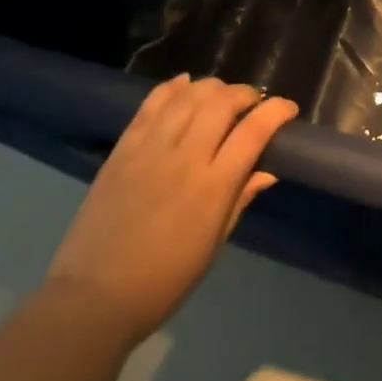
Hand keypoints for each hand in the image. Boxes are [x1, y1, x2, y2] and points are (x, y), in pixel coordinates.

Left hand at [46, 75, 297, 345]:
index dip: (276, 111)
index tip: (287, 109)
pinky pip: (151, 104)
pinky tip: (185, 83)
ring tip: (221, 95)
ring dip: (212, 87)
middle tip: (253, 102)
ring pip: (188, 96)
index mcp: (213, 188)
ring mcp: (150, 149)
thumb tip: (267, 171)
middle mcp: (184, 158)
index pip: (254, 131)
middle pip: (221, 103)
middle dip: (245, 94)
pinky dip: (172, 87)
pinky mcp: (123, 149)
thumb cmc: (165, 280)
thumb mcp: (214, 245)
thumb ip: (240, 199)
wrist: (94, 296)